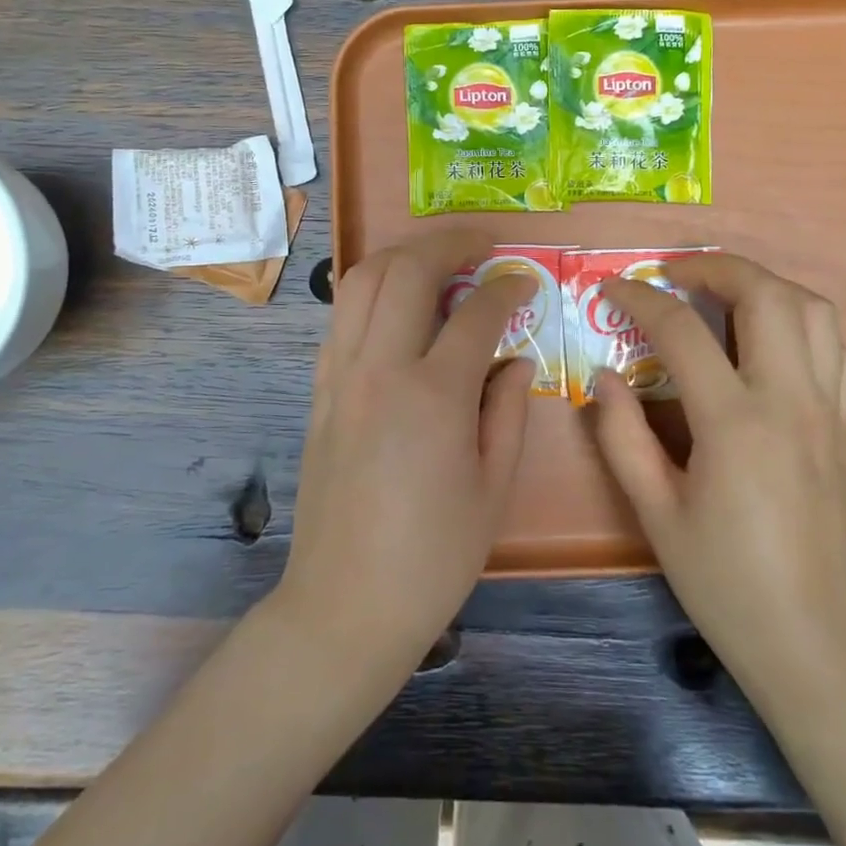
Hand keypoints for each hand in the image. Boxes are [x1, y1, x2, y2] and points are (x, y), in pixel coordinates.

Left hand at [276, 229, 535, 680]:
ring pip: (362, 280)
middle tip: (483, 243)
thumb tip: (514, 358)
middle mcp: (379, 369)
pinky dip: (372, 292)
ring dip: (403, 255)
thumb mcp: (493, 488)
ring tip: (438, 259)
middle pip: (407, 270)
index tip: (527, 281)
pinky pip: (342, 317)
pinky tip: (398, 308)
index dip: (508, 287)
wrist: (345, 604)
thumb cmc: (433, 557)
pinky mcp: (318, 390)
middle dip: (449, 242)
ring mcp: (339, 375)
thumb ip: (508, 409)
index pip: (476, 312)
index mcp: (433, 395)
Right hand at [593, 254, 845, 695]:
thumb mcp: (655, 514)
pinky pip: (835, 349)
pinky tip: (767, 338)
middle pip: (766, 294)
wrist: (815, 644)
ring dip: (765, 283)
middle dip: (715, 266)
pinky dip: (800, 320)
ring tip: (720, 292)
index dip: (639, 298)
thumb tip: (604, 376)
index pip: (681, 330)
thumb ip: (622, 436)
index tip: (611, 289)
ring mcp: (827, 411)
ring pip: (814, 310)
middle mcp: (790, 401)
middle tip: (673, 273)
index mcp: (734, 423)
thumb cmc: (725, 583)